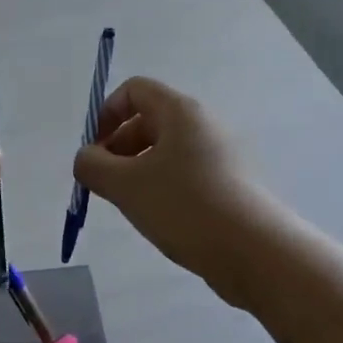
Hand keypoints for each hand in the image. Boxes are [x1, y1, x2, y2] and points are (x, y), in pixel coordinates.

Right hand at [73, 77, 272, 305]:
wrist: (255, 252)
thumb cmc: (185, 206)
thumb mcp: (125, 185)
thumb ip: (92, 166)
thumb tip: (86, 159)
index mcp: (181, 112)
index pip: (134, 90)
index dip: (106, 114)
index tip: (95, 152)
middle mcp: (203, 125)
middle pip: (148, 121)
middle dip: (118, 149)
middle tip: (106, 186)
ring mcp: (221, 156)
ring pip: (165, 152)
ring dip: (138, 172)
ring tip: (132, 206)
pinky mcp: (230, 185)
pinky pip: (185, 174)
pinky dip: (163, 189)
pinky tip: (160, 219)